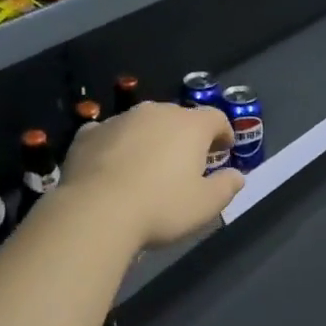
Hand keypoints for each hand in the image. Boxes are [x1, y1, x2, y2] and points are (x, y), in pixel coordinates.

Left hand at [59, 102, 242, 248]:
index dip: (224, 132)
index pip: (216, 117)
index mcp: (189, 125)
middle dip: (186, 136)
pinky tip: (113, 167)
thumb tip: (237, 176)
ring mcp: (118, 120)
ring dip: (150, 139)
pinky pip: (110, 135)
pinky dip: (116, 146)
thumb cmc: (161, 207)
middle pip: (178, 117)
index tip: (225, 149)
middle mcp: (155, 112)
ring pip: (143, 124)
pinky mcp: (88, 134)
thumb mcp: (206, 205)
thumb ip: (226, 187)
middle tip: (187, 162)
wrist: (95, 212)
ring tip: (148, 167)